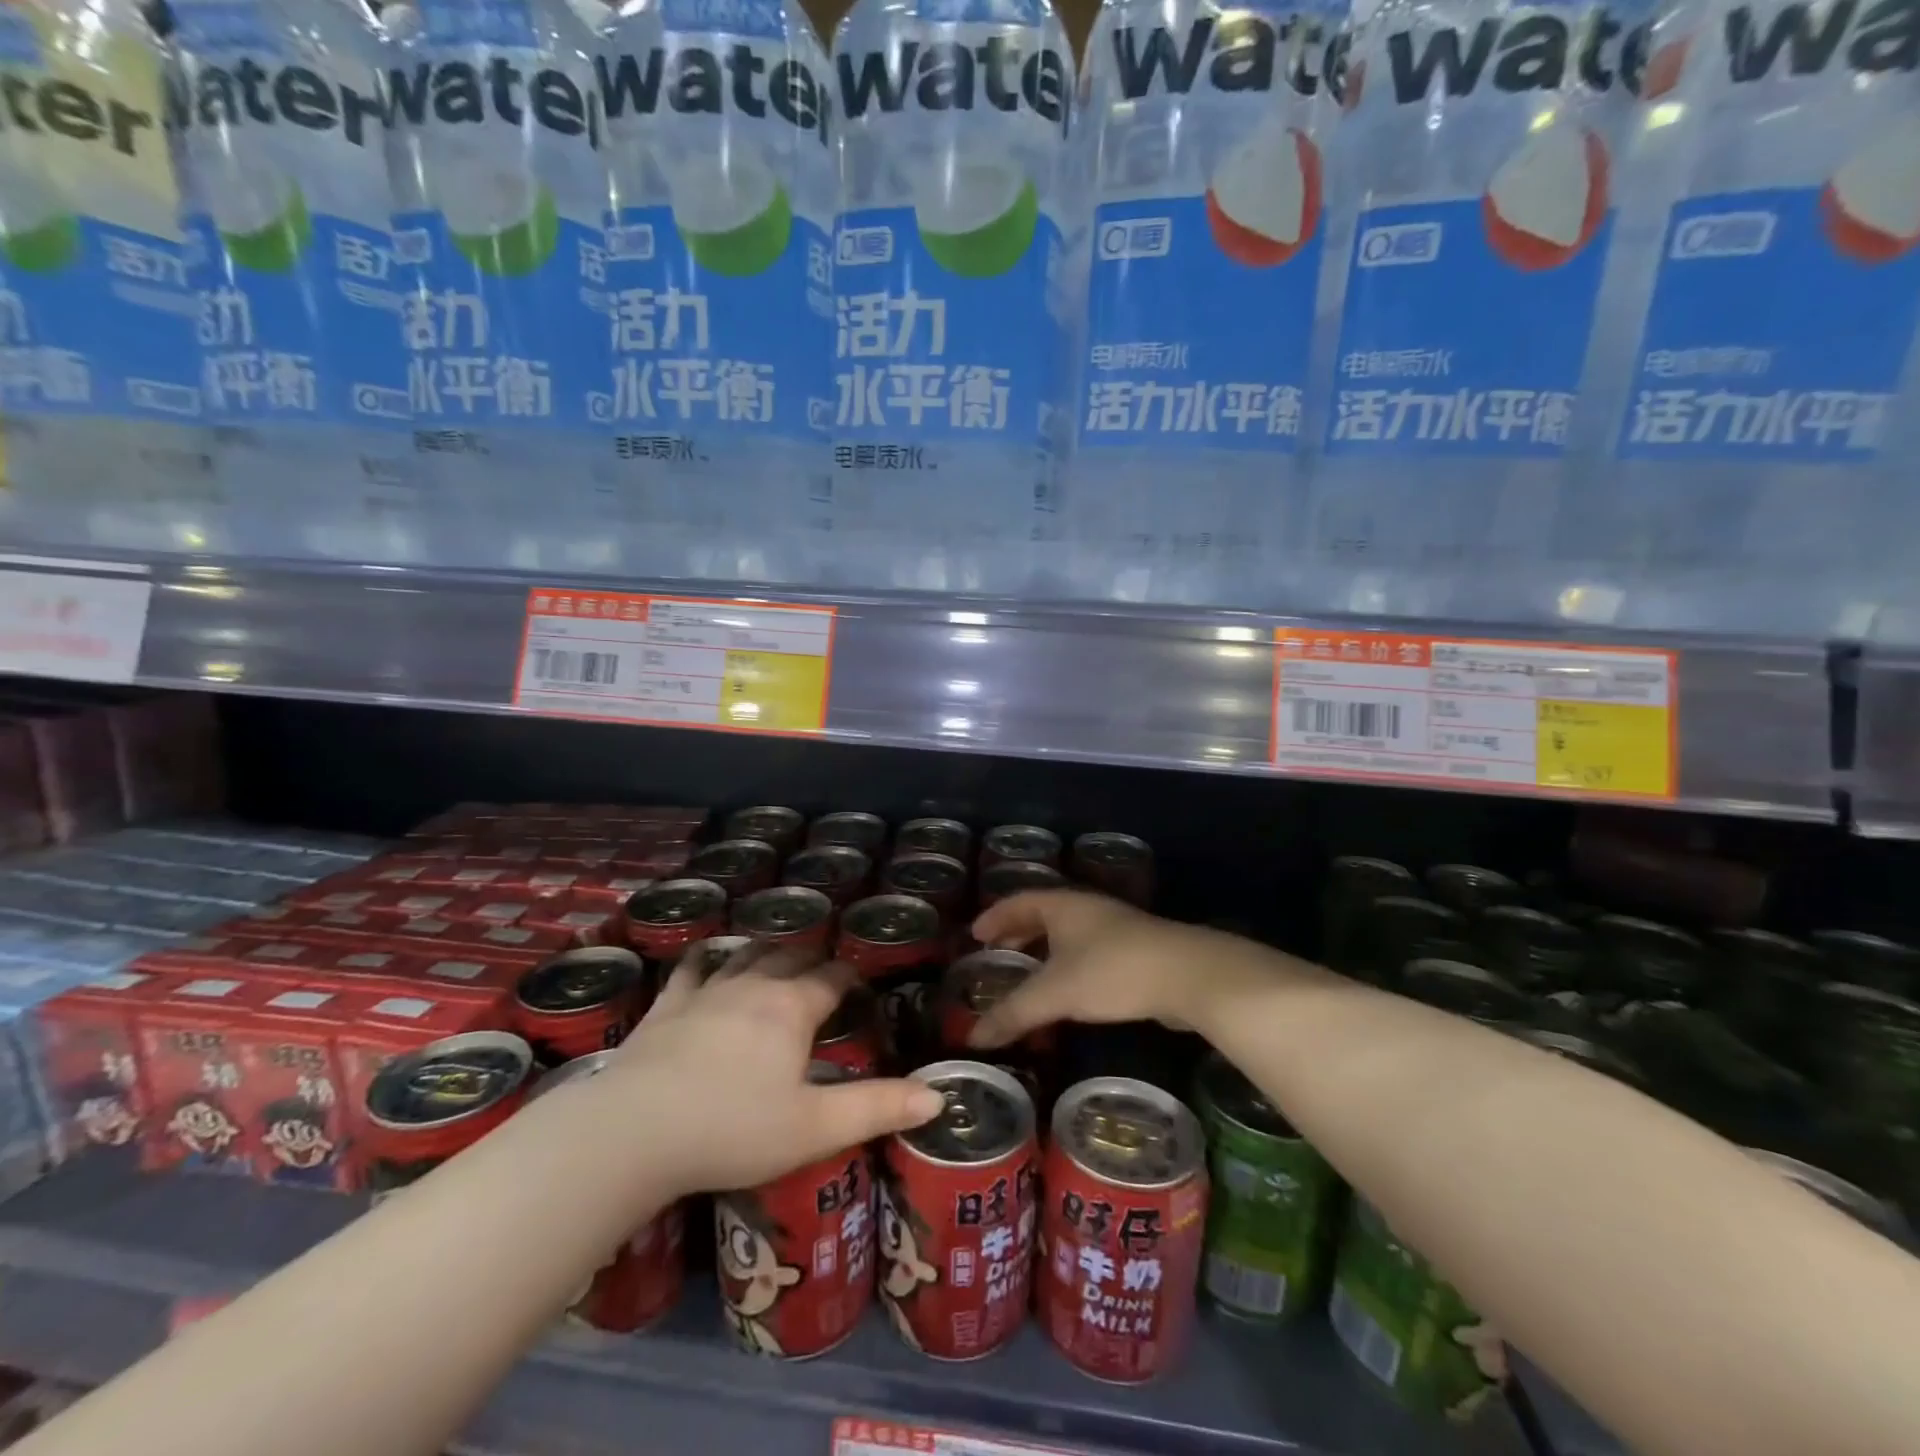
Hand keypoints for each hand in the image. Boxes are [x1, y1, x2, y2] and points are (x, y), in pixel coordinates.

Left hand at [600, 943, 943, 1195]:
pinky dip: (705, 961)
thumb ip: (878, 1108)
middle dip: (811, 960)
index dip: (850, 977)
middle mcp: (753, 986)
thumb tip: (938, 1095)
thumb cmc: (734, 1129)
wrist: (635, 1132)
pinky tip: (706, 960)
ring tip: (777, 957)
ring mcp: (707, 992)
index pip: (832, 978)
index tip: (860, 983)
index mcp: (792, 1008)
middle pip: (790, 957)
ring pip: (745, 957)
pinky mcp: (667, 1007)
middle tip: (822, 972)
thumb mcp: (816, 1127)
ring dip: (766, 953)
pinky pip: (691, 971)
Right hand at [966, 890, 1304, 1047]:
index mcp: (1063, 905)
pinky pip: (1088, 951)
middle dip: (1018, 931)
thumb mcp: (1055, 993)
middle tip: (996, 951)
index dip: (995, 916)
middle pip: (1044, 913)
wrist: (1188, 976)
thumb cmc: (1112, 971)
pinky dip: (1068, 964)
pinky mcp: (1137, 952)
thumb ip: (1013, 1013)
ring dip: (1045, 948)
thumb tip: (971, 1038)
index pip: (1018, 900)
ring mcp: (1116, 928)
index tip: (975, 934)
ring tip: (1028, 971)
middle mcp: (1088, 909)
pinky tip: (1069, 990)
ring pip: (1069, 933)